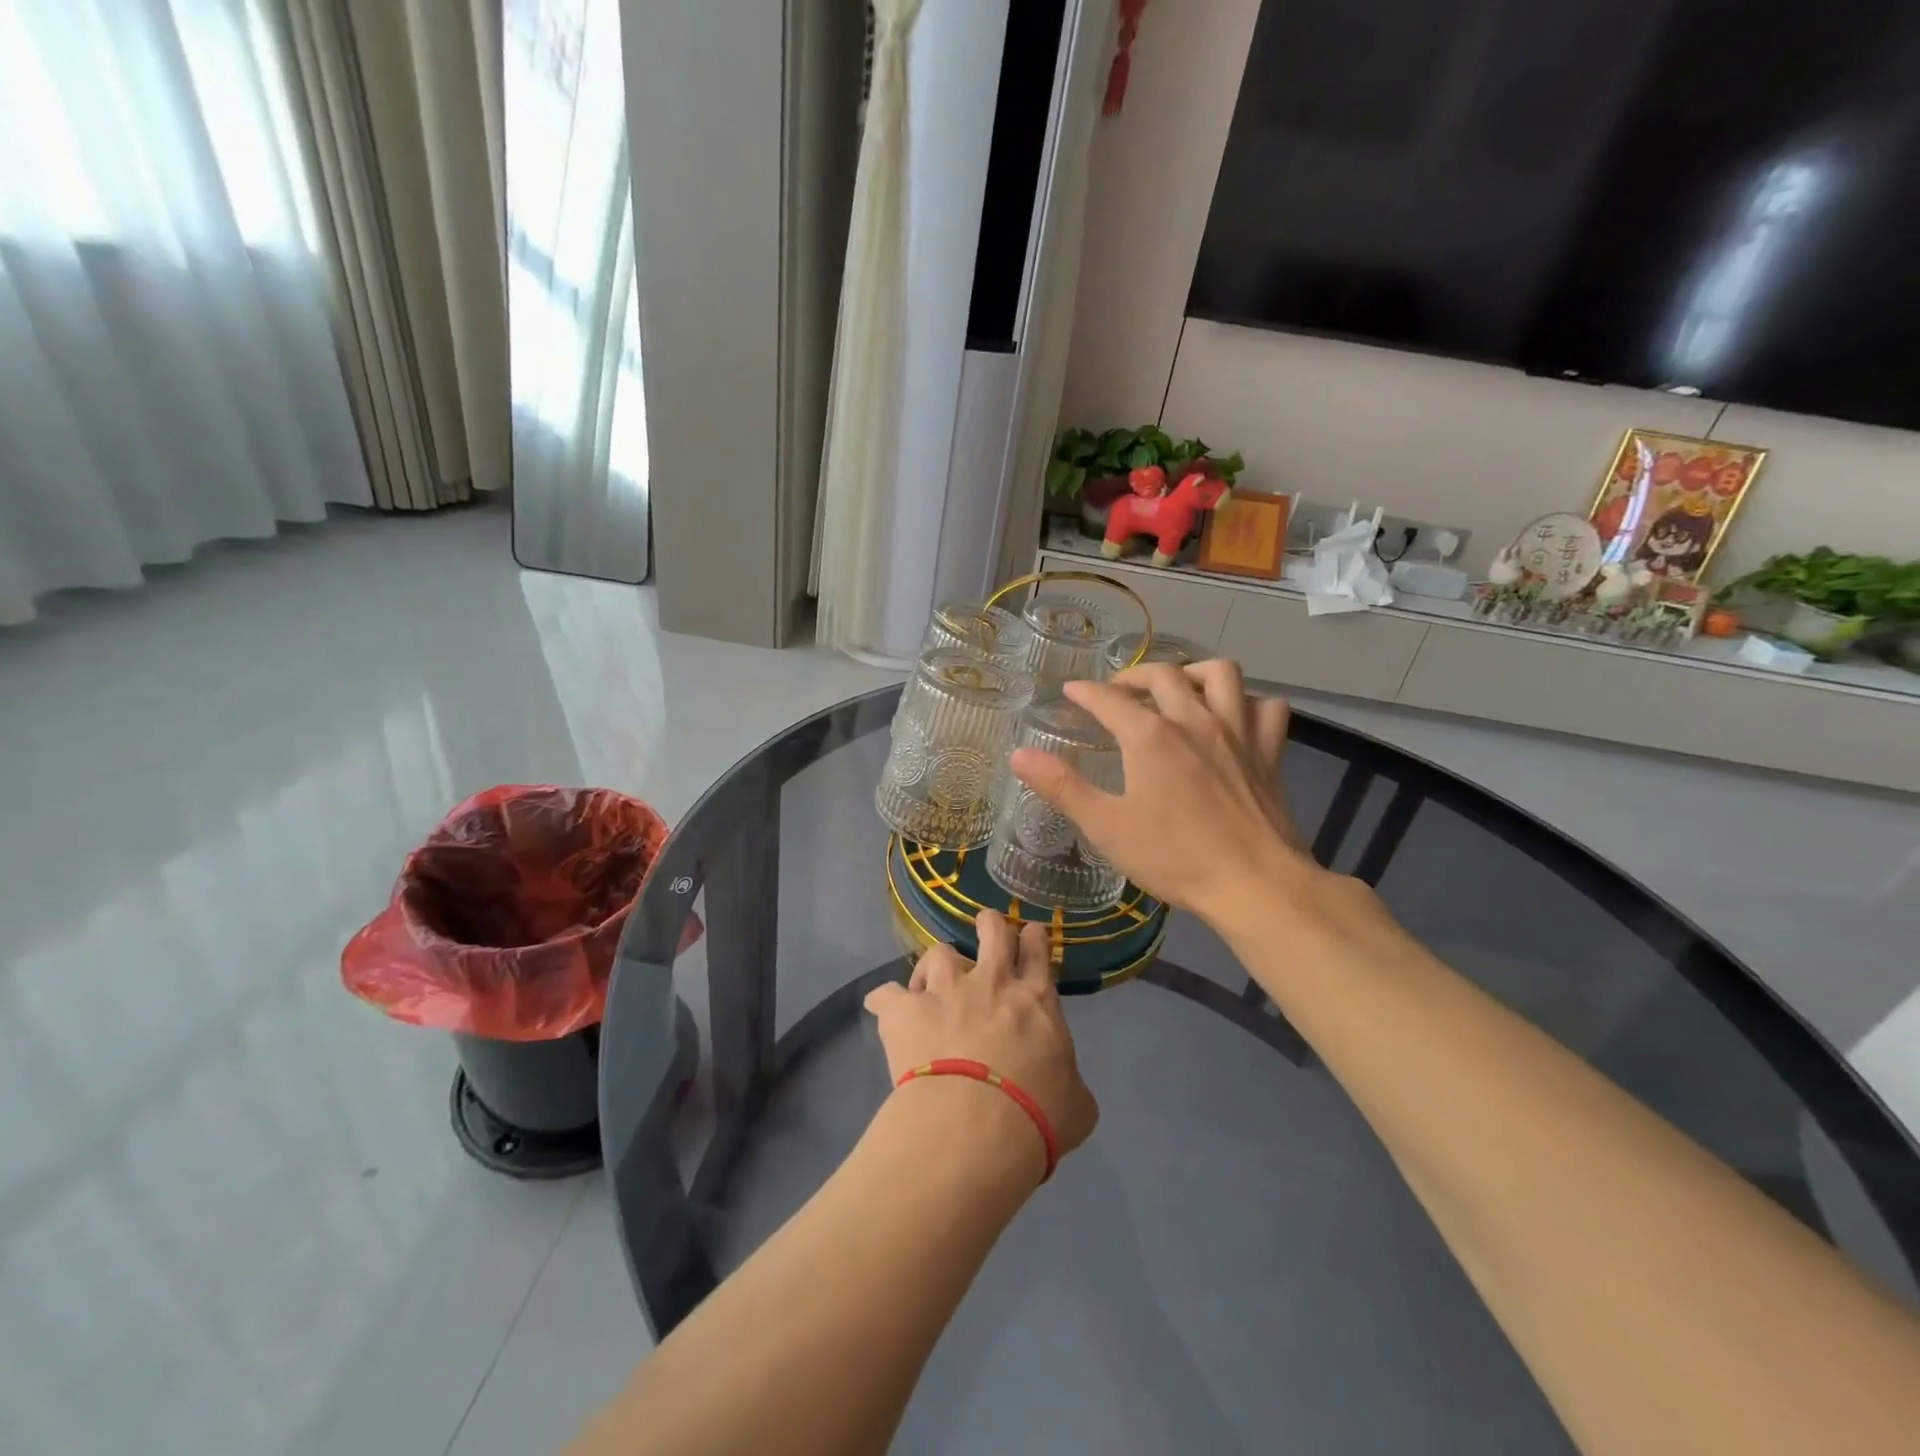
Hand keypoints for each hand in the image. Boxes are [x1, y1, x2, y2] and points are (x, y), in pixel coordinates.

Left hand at [864, 912, 1098, 1167]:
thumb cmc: (1037, 1116)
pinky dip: (886, 1002)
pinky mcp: (905, 1010)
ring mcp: (945, 990)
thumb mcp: (1076, 1105)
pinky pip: (886, 994)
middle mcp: (991, 981)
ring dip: (936, 967)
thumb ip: (1069, 1083)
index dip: (1033, 938)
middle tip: (985, 929)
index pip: (1038, 950)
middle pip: (992, 929)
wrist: (976, 1125)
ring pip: (939, 953)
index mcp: (1035, 999)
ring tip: (930, 984)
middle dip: (989, 924)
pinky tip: (886, 1011)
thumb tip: (1065, 1088)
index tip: (1029, 936)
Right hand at [1009, 660, 1311, 923]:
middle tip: (1118, 691)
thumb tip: (1019, 754)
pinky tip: (1235, 716)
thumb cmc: (1174, 858)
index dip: (1085, 692)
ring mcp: (1237, 733)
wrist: (1254, 884)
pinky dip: (1249, 703)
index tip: (1070, 691)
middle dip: (1133, 675)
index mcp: (1150, 737)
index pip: (1108, 699)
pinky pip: (1267, 708)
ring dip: (1194, 672)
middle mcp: (1194, 721)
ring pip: (1221, 675)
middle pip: (1163, 674)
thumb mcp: (1106, 826)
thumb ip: (1062, 787)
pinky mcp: (1269, 753)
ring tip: (1179, 687)